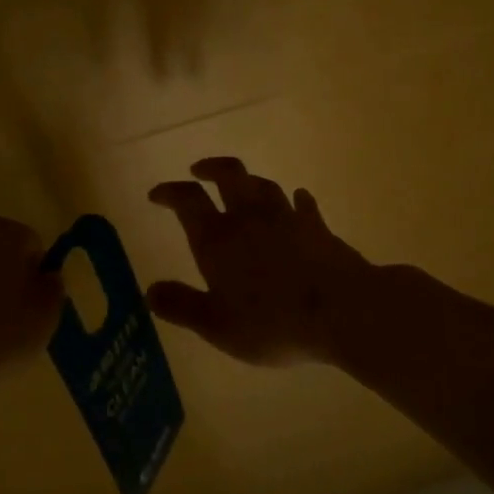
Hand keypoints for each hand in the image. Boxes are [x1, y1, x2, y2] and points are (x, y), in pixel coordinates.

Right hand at [147, 158, 374, 365]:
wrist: (343, 311)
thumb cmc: (273, 322)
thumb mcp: (217, 326)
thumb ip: (182, 306)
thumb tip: (150, 290)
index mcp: (218, 239)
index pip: (188, 201)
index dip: (170, 192)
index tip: (157, 194)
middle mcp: (250, 218)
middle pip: (229, 176)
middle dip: (211, 168)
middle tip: (199, 170)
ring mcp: (288, 218)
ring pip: (264, 186)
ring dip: (249, 182)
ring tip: (242, 186)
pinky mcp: (318, 228)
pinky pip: (303, 205)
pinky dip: (296, 200)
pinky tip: (298, 200)